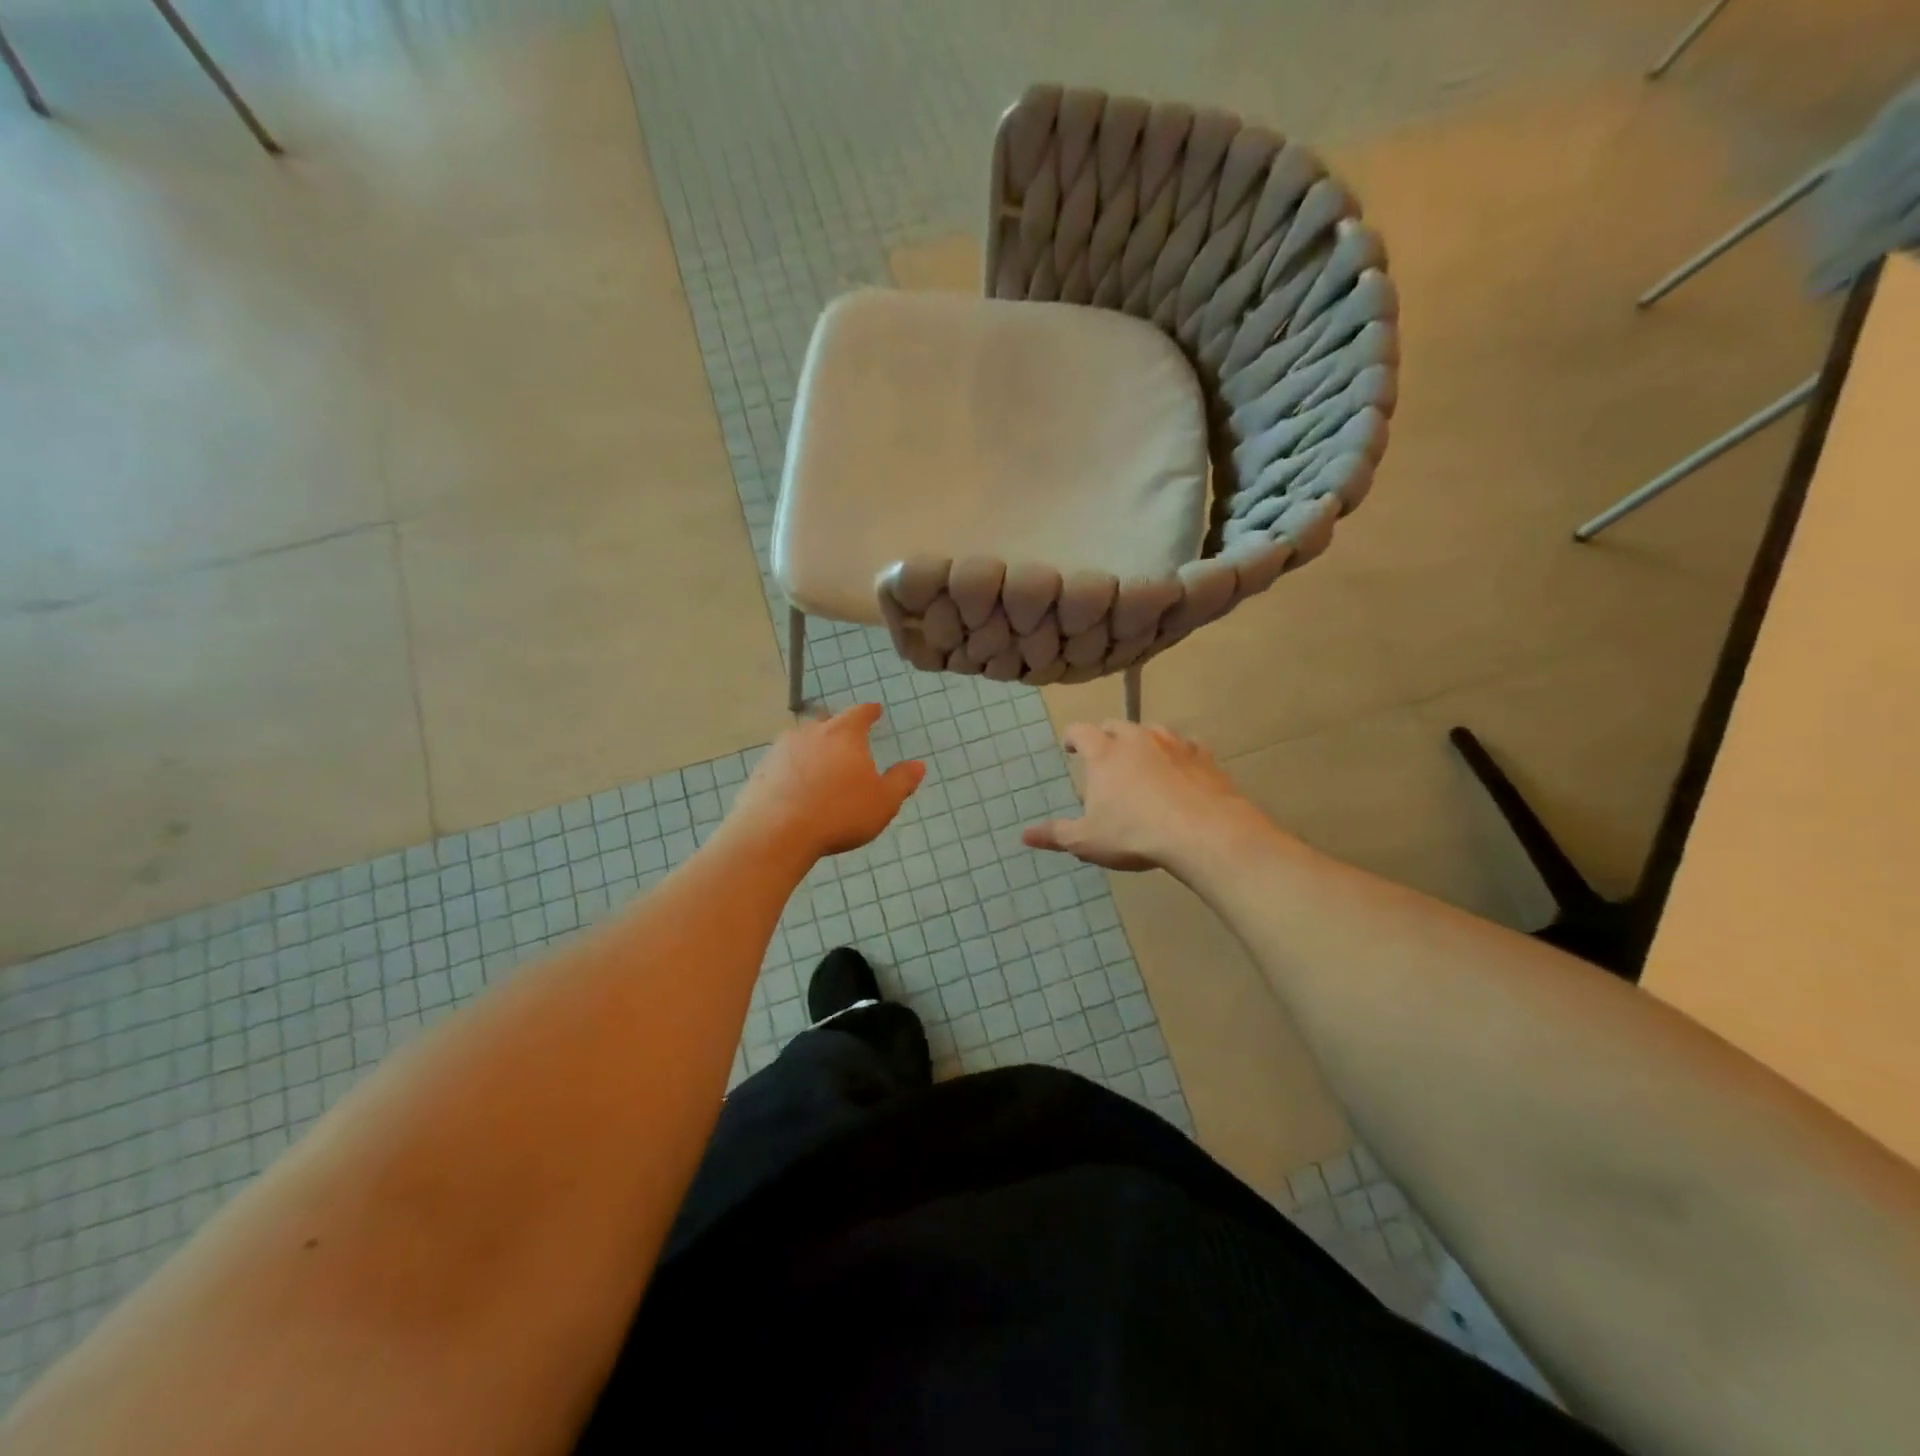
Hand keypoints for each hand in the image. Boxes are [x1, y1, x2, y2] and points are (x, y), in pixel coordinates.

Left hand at [732, 703, 924, 858]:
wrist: (776, 832)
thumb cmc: (839, 813)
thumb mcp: (882, 802)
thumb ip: (901, 782)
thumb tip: (918, 765)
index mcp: (843, 734)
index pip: (860, 713)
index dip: (869, 712)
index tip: (875, 710)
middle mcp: (810, 733)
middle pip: (826, 722)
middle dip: (836, 728)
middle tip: (844, 738)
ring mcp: (781, 750)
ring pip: (800, 741)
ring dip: (811, 748)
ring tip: (818, 765)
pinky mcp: (760, 770)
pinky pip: (781, 763)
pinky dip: (790, 769)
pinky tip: (794, 787)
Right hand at [1022, 720, 1266, 873]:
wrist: (1201, 832)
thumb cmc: (1134, 833)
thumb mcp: (1087, 840)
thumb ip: (1056, 834)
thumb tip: (1024, 835)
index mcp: (1104, 754)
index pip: (1080, 731)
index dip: (1072, 737)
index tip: (1070, 747)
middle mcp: (1136, 739)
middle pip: (1116, 725)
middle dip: (1106, 736)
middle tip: (1104, 754)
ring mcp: (1173, 744)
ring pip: (1153, 730)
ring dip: (1143, 740)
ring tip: (1142, 759)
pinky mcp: (1203, 757)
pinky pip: (1188, 746)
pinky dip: (1180, 754)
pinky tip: (1182, 769)